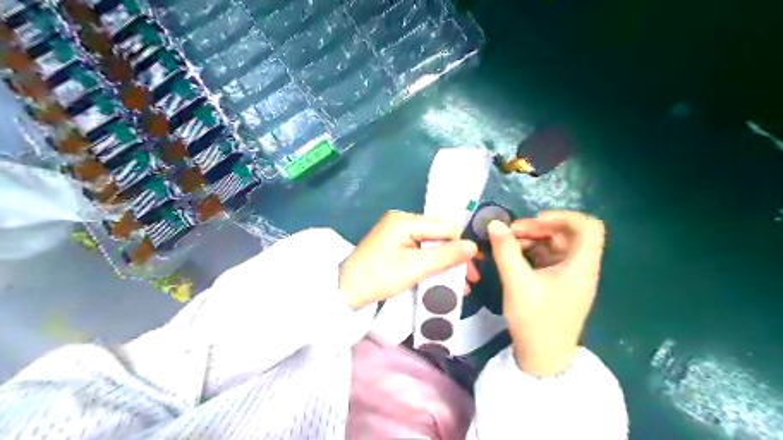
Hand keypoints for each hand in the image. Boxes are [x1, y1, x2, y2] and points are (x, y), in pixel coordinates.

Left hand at [342, 210, 479, 309]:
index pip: (445, 226)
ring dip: (446, 263)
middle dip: (456, 257)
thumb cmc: (379, 277)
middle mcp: (402, 221)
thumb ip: (446, 255)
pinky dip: (432, 264)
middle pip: (439, 235)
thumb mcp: (415, 267)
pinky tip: (443, 278)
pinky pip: (420, 250)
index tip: (474, 267)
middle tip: (470, 279)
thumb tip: (474, 246)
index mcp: (405, 220)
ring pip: (431, 244)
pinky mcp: (394, 245)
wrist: (345, 291)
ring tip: (461, 284)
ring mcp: (397, 233)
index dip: (462, 245)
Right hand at [487, 212, 604, 376]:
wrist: (543, 357)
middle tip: (511, 232)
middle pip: (568, 234)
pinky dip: (533, 251)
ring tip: (508, 243)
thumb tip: (495, 224)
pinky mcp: (561, 284)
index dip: (563, 217)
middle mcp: (582, 267)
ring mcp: (572, 276)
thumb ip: (505, 250)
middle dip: (539, 228)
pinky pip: (550, 258)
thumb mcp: (516, 282)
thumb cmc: (535, 320)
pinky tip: (514, 255)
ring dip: (534, 239)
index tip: (535, 221)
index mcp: (581, 266)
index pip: (588, 227)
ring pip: (557, 245)